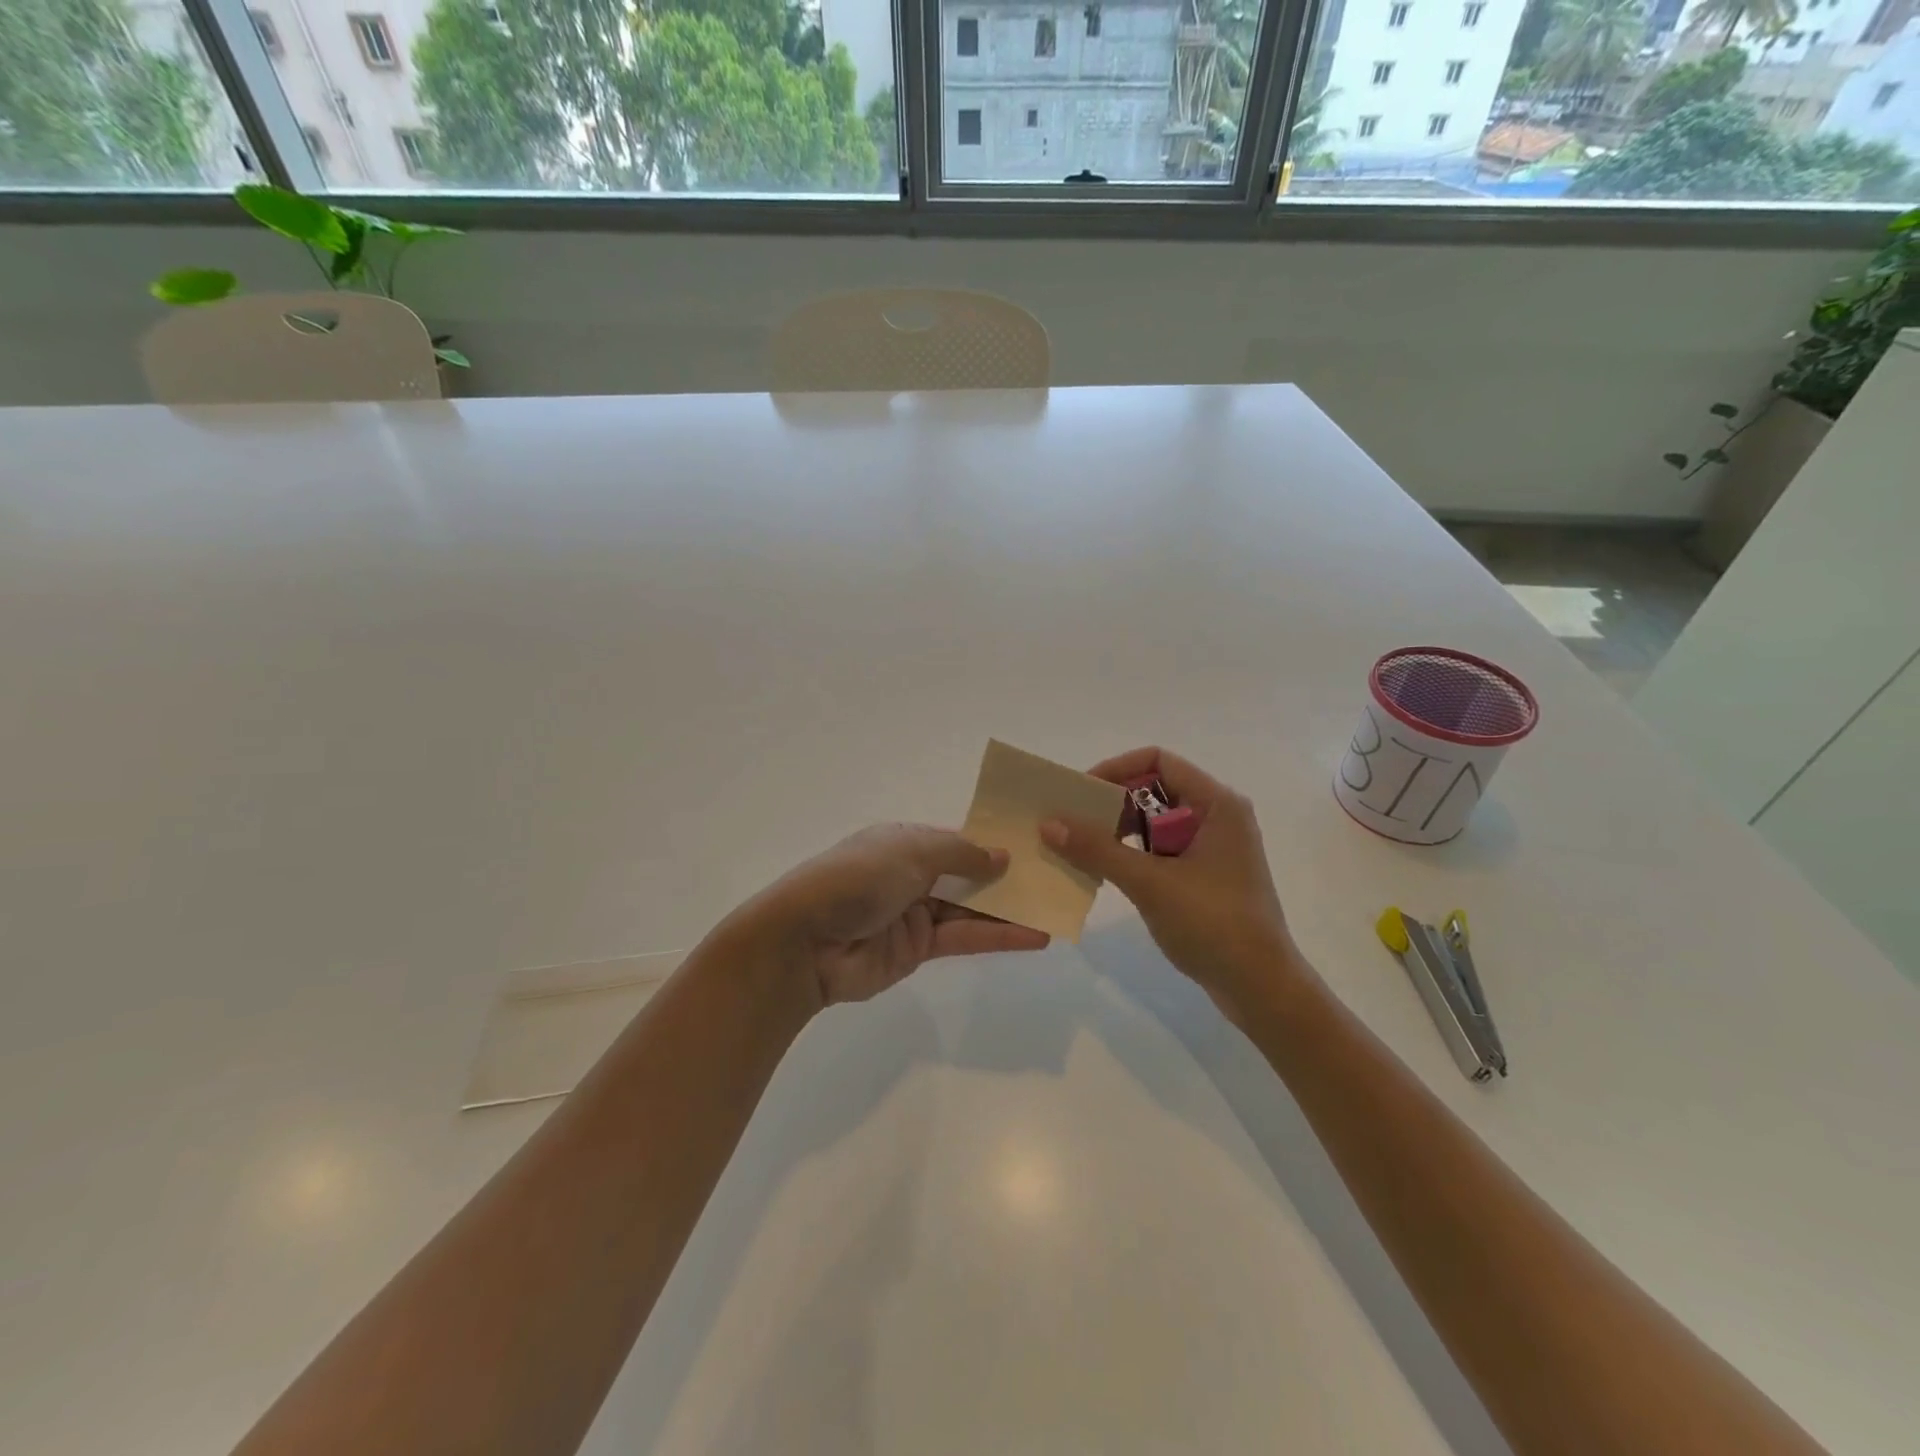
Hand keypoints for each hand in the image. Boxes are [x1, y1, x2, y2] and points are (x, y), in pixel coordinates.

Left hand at [732, 824, 1049, 1010]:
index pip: (957, 839)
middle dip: (1008, 876)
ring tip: (1055, 909)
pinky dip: (998, 936)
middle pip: (968, 873)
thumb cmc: (857, 879)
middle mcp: (912, 874)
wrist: (805, 942)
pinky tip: (1034, 936)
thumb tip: (1001, 855)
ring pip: (971, 907)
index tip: (1035, 845)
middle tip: (1056, 878)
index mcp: (904, 842)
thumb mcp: (910, 852)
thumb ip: (960, 853)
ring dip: (1010, 909)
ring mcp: (915, 913)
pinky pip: (964, 937)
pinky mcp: (918, 949)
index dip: (993, 843)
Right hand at [1039, 748, 1303, 1022]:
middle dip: (1111, 803)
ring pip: (1154, 822)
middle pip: (1154, 789)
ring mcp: (1211, 847)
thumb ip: (1098, 849)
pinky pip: (1160, 849)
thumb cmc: (1213, 924)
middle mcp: (1216, 816)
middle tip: (1071, 823)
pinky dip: (1132, 855)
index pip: (1157, 761)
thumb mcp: (1150, 883)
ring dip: (1118, 831)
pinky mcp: (1204, 874)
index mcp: (1216, 803)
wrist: (1261, 989)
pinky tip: (1104, 872)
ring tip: (1080, 848)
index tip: (1080, 793)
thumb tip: (1048, 823)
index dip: (1116, 769)